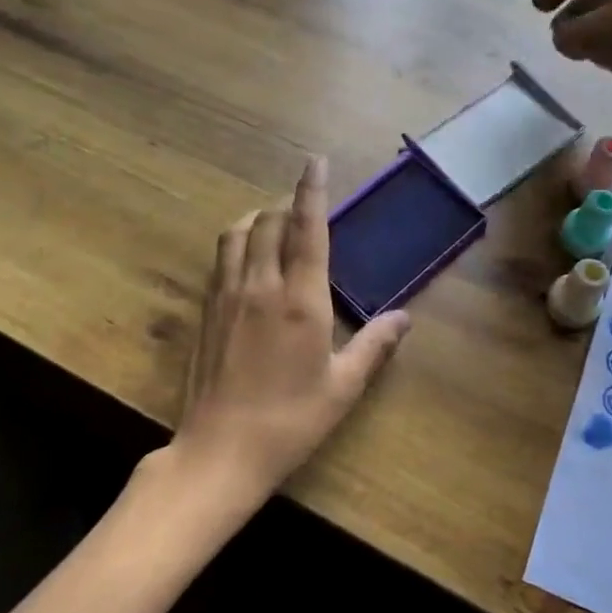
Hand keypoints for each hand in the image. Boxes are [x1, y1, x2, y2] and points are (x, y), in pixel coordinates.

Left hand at [163, 158, 409, 519]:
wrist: (219, 451)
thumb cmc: (290, 421)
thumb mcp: (342, 387)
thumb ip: (375, 346)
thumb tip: (405, 317)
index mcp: (299, 300)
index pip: (306, 229)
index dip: (312, 190)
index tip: (315, 161)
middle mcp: (260, 286)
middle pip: (268, 221)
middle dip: (286, 204)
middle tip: (303, 208)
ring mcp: (226, 296)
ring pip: (236, 234)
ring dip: (256, 218)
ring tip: (273, 224)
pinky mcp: (206, 311)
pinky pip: (220, 259)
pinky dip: (236, 243)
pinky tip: (246, 259)